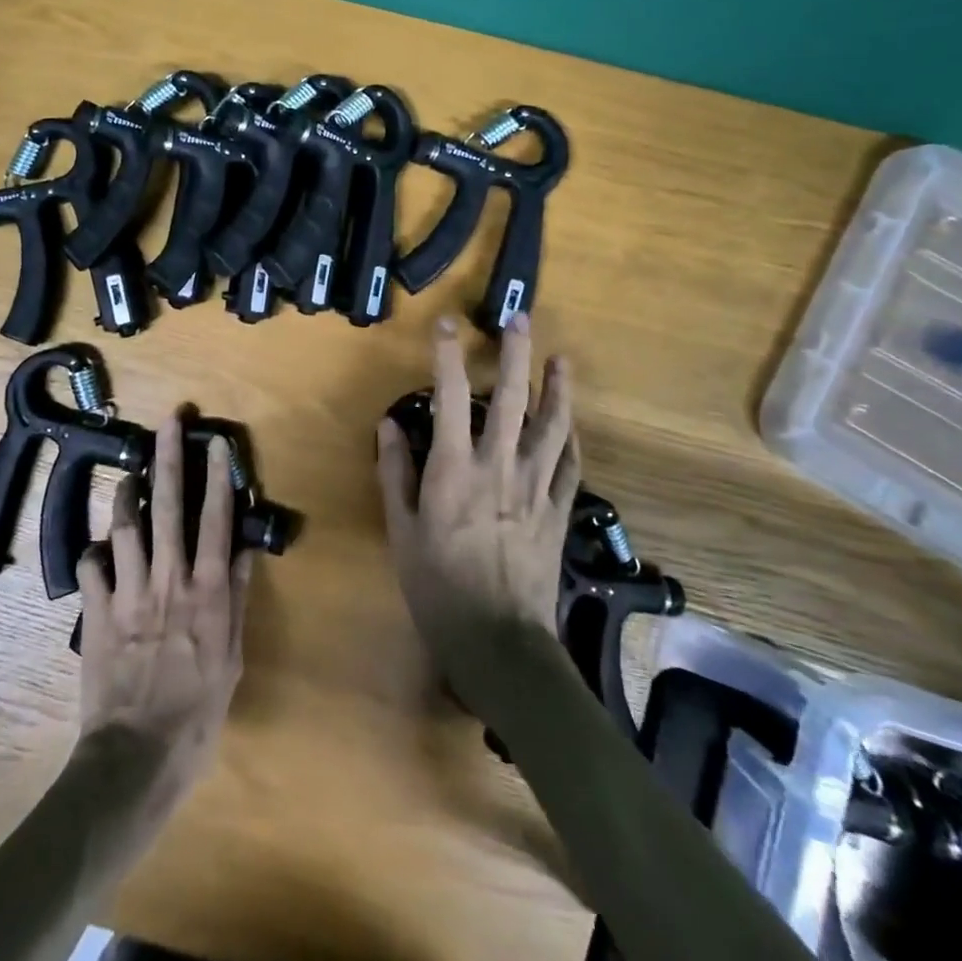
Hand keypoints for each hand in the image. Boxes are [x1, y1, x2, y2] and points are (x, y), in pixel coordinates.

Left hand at [75, 414, 251, 785]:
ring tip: (131, 476)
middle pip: (169, 506)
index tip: (217, 442)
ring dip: (128, 495)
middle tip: (169, 422)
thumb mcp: (232, 658)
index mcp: (205, 590)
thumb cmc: (197, 712)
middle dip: (169, 459)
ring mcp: (128, 593)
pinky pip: (91, 568)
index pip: (215, 519)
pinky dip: (94, 553)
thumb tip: (242, 550)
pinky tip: (98, 549)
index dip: (217, 477)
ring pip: (125, 526)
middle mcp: (168, 579)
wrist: (136, 757)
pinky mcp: (96, 613)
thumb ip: (236, 599)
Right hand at [376, 314, 579, 692]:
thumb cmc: (437, 587)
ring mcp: (535, 488)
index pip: (449, 398)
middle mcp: (498, 467)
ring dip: (558, 389)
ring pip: (552, 426)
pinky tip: (572, 423)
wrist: (497, 642)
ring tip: (561, 360)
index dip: (447, 356)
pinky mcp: (558, 512)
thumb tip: (390, 424)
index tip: (446, 325)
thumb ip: (395, 473)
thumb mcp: (400, 530)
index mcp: (454, 470)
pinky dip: (571, 439)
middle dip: (516, 353)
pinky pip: (569, 466)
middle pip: (511, 399)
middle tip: (520, 318)